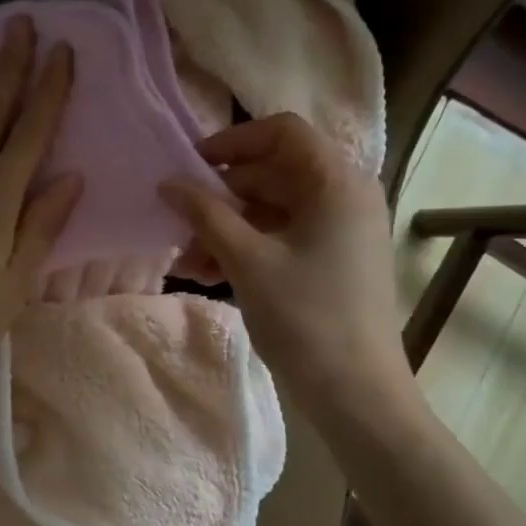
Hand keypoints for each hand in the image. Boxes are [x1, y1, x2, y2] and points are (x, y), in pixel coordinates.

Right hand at [161, 113, 418, 421]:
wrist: (358, 394)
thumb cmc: (306, 319)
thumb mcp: (248, 262)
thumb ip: (205, 214)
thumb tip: (168, 183)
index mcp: (337, 181)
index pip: (281, 132)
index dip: (232, 142)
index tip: (191, 166)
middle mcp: (345, 194)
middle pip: (274, 172)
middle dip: (222, 196)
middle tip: (180, 222)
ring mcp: (342, 228)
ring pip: (273, 208)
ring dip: (228, 227)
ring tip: (189, 260)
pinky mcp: (334, 257)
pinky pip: (284, 235)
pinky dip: (248, 247)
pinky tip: (211, 274)